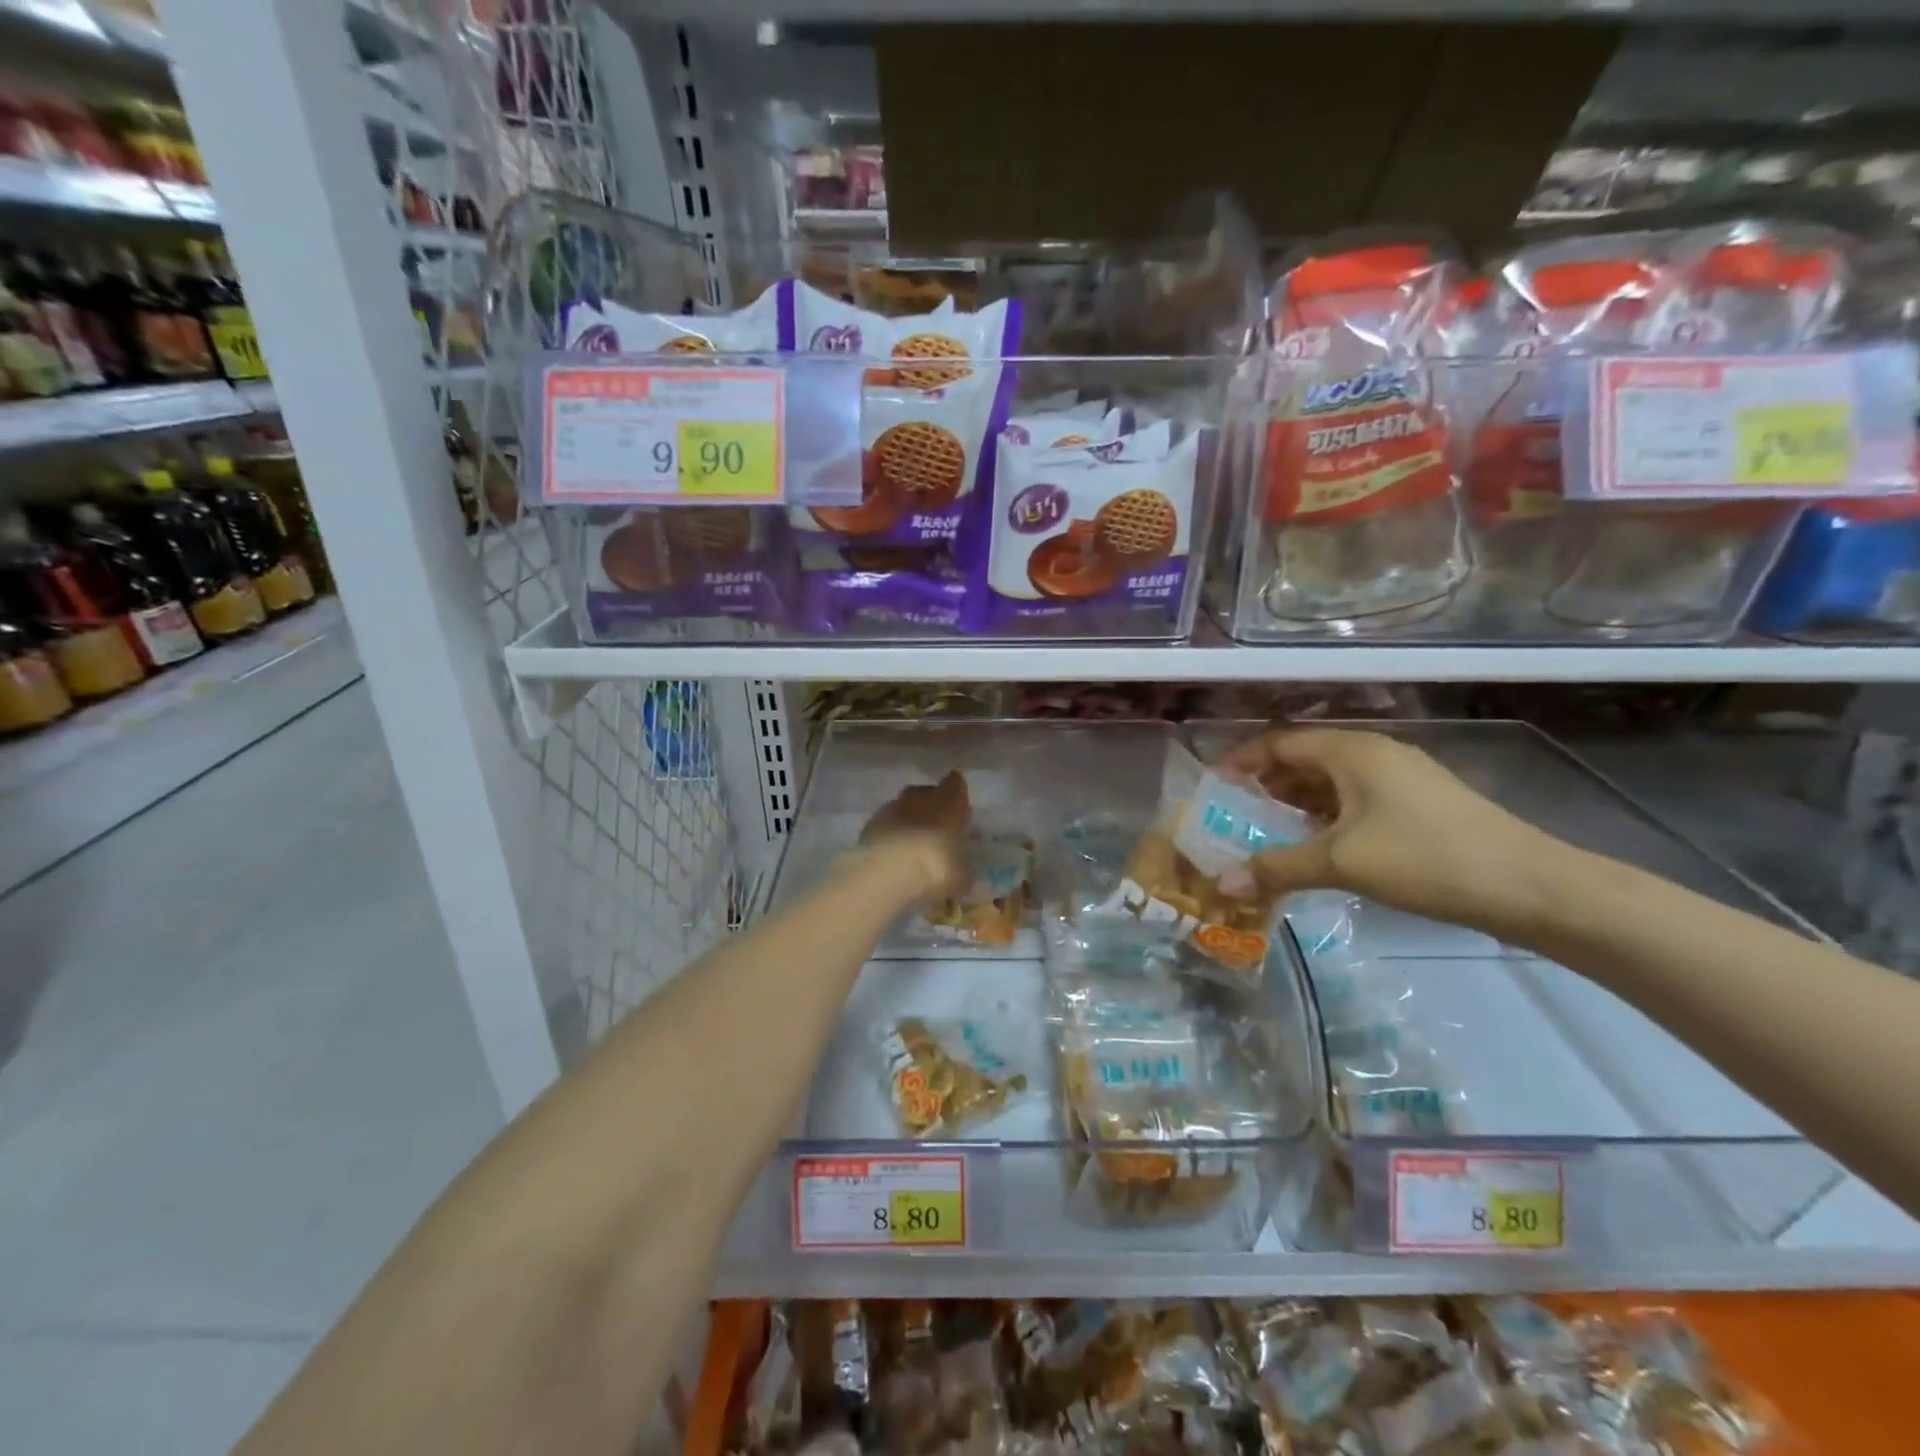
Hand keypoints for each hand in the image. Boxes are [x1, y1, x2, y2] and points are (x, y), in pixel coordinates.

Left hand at [858, 770, 971, 899]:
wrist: (886, 873)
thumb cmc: (936, 867)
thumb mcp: (961, 876)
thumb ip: (962, 868)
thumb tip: (962, 872)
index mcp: (949, 800)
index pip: (955, 783)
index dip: (957, 793)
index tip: (959, 808)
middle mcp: (920, 797)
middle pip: (927, 794)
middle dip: (931, 808)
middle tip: (937, 831)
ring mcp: (891, 808)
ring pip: (903, 809)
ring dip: (908, 822)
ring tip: (913, 847)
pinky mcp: (869, 825)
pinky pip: (885, 826)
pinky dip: (890, 837)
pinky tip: (893, 857)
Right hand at [1217, 728, 1565, 940]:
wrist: (1531, 887)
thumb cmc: (1426, 858)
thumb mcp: (1342, 862)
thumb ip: (1278, 867)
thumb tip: (1222, 883)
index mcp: (1352, 751)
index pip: (1279, 742)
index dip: (1241, 762)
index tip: (1212, 787)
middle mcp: (1373, 754)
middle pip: (1303, 760)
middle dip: (1265, 787)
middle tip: (1233, 816)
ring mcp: (1400, 779)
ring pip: (1330, 783)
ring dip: (1295, 806)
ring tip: (1265, 834)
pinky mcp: (1419, 804)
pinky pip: (1355, 801)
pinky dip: (1326, 818)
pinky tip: (1316, 848)